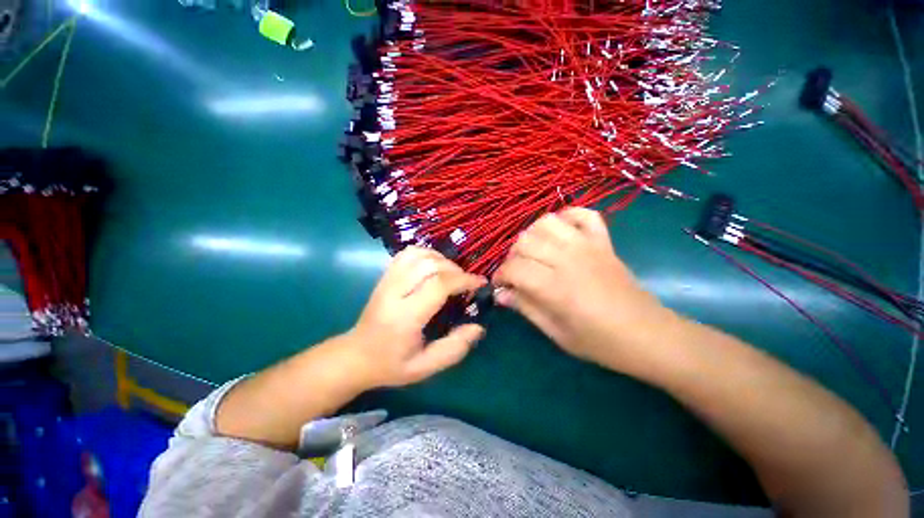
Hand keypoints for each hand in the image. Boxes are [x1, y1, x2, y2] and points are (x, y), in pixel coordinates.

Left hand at [347, 246, 486, 387]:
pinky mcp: (385, 276)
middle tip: (466, 282)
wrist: (356, 356)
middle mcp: (394, 292)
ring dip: (441, 259)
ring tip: (452, 274)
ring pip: (418, 255)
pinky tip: (434, 266)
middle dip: (455, 269)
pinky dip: (426, 254)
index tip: (480, 283)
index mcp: (405, 316)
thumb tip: (478, 327)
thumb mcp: (425, 367)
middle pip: (429, 265)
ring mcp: (387, 281)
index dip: (463, 280)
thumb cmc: (391, 364)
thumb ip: (454, 349)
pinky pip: (407, 254)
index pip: (438, 285)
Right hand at [493, 208, 675, 371]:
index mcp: (556, 287)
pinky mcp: (603, 241)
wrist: (648, 335)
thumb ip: (526, 308)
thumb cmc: (600, 342)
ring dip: (532, 235)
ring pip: (547, 222)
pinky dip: (567, 217)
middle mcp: (568, 259)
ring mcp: (588, 246)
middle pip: (525, 241)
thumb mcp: (556, 333)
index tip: (500, 285)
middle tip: (516, 272)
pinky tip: (560, 232)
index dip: (500, 275)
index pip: (514, 268)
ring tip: (534, 252)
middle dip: (513, 256)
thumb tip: (500, 294)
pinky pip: (583, 214)